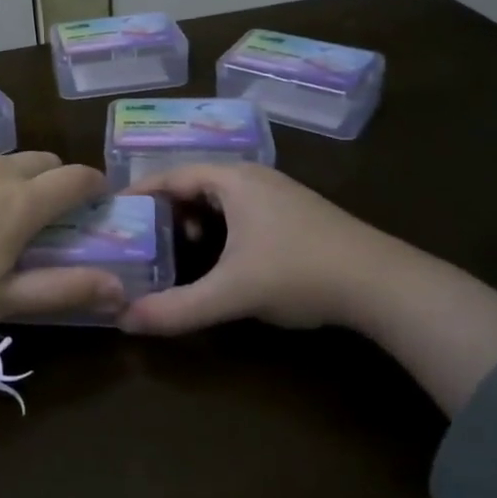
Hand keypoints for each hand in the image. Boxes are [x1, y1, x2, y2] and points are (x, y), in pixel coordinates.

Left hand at [0, 154, 121, 396]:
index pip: (76, 178)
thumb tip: (119, 288)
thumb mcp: (3, 299)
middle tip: (47, 216)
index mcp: (22, 202)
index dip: (95, 185)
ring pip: (2, 160)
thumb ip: (65, 289)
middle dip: (57, 180)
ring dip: (15, 180)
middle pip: (43, 161)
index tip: (98, 201)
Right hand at [122, 163, 496, 415]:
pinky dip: (221, 226)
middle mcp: (253, 176)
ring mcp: (278, 193)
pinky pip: (242, 209)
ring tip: (179, 249)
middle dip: (166, 209)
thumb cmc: (299, 272)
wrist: (384, 284)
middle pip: (194, 183)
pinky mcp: (296, 213)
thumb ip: (178, 308)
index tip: (113, 211)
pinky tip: (224, 257)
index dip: (140, 192)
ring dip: (195, 219)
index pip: (172, 175)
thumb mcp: (232, 293)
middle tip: (140, 236)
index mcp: (233, 179)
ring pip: (220, 197)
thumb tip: (124, 322)